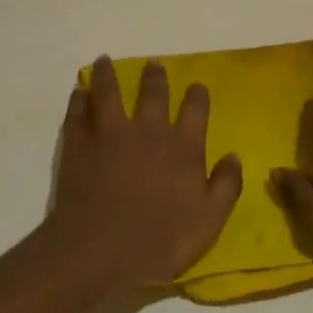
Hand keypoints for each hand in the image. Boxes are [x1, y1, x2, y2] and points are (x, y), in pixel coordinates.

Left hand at [47, 56, 242, 290]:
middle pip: (153, 92)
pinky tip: (78, 93)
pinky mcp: (80, 143)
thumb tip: (234, 155)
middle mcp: (149, 130)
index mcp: (183, 146)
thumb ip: (226, 185)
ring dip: (107, 75)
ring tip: (104, 61)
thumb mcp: (209, 221)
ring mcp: (110, 133)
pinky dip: (78, 100)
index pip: (195, 109)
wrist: (101, 250)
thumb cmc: (160, 241)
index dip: (197, 95)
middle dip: (155, 76)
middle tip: (153, 63)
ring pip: (109, 92)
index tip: (196, 86)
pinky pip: (78, 113)